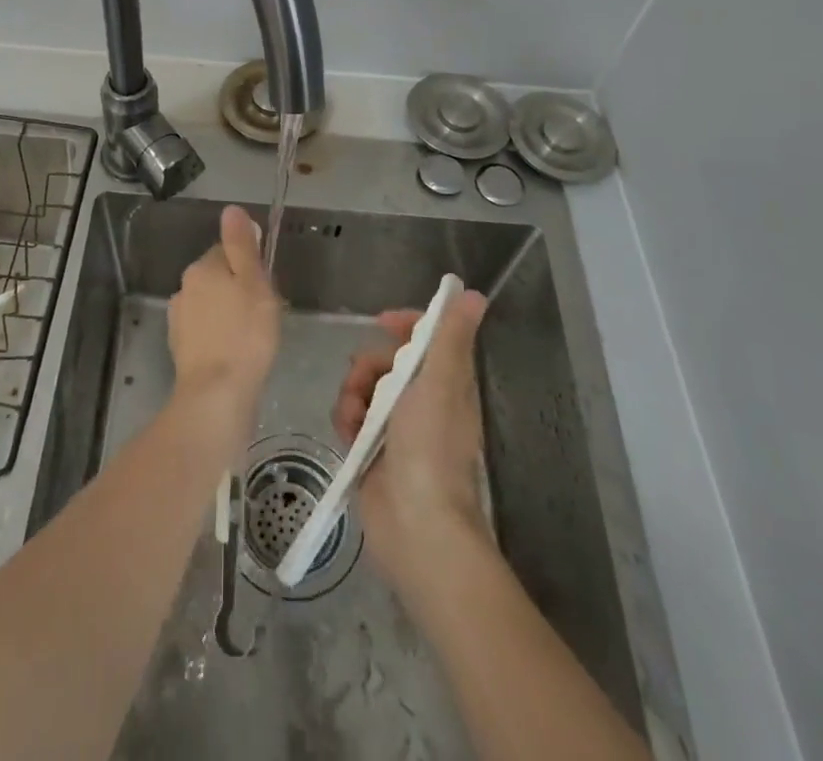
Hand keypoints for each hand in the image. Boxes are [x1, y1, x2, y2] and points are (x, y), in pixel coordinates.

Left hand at [168, 205, 279, 450]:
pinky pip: (205, 332)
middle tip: (263, 313)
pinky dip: (218, 337)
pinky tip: (235, 354)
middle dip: (238, 289)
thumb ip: (242, 245)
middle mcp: (184, 288)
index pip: (227, 251)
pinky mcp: (180, 349)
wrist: (216, 396)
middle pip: (217, 277)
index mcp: (202, 268)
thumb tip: (232, 210)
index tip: (266, 288)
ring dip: (227, 314)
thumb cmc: (245, 335)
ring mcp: (178, 320)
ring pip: (210, 305)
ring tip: (251, 338)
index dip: (250, 266)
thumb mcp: (253, 283)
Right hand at [333, 288, 490, 583]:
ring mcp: (396, 427)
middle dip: (368, 365)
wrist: (417, 527)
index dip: (404, 324)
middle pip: (385, 360)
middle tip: (363, 384)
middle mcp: (422, 400)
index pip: (425, 337)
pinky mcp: (372, 451)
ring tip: (354, 421)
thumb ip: (450, 336)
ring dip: (352, 395)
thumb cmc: (430, 448)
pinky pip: (351, 417)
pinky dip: (346, 421)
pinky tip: (348, 436)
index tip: (382, 322)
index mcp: (445, 382)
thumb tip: (476, 294)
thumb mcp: (440, 382)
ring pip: (363, 388)